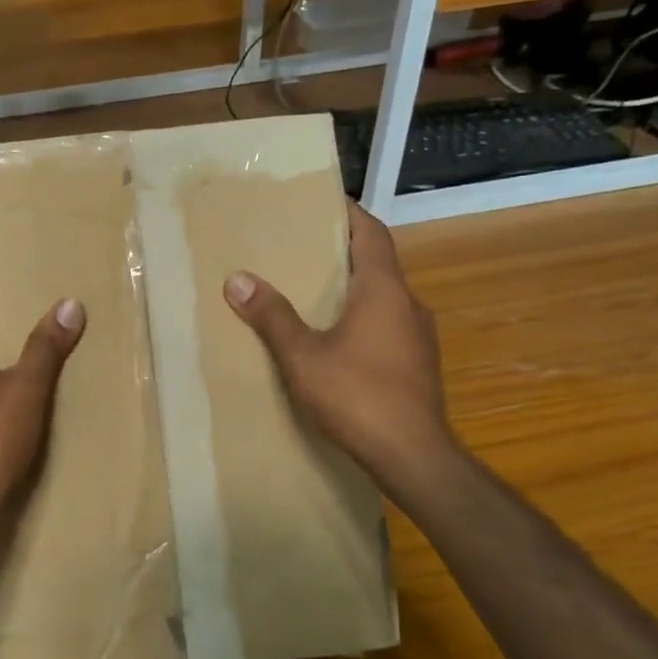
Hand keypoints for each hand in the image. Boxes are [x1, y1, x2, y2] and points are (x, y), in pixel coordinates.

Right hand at [223, 202, 459, 499]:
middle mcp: (409, 305)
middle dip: (343, 254)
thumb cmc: (357, 395)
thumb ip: (272, 317)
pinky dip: (364, 320)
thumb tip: (237, 279)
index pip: (372, 234)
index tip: (325, 202)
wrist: (412, 456)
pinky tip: (337, 341)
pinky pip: (389, 327)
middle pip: (378, 265)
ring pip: (385, 299)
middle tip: (304, 249)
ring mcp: (420, 337)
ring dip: (354, 291)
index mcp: (384, 291)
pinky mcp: (419, 366)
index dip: (350, 214)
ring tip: (314, 294)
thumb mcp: (303, 356)